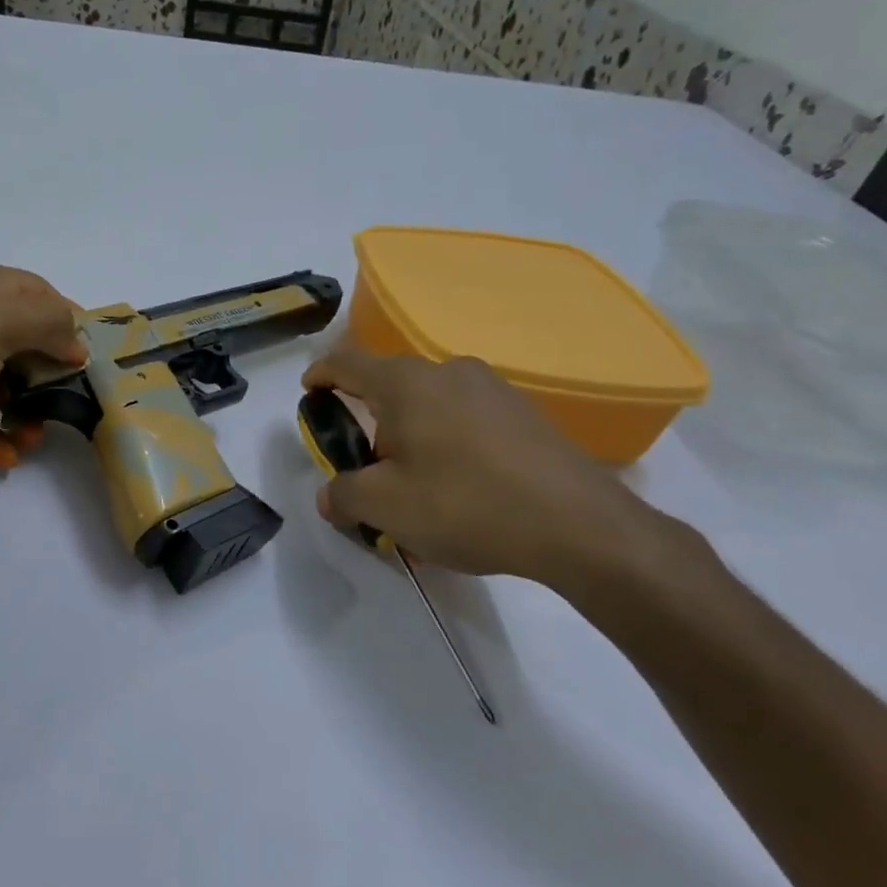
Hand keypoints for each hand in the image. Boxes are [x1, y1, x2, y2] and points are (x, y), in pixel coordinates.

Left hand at [0, 264, 84, 484]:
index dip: (69, 324)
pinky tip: (4, 459)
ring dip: (23, 412)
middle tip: (67, 407)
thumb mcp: (0, 323)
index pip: (41, 295)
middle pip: (24, 343)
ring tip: (33, 440)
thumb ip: (49, 322)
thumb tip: (74, 344)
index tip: (90, 362)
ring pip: (0, 383)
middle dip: (48, 376)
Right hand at [300, 345, 670, 596]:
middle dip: (369, 418)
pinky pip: (467, 418)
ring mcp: (493, 388)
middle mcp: (448, 371)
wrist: (577, 525)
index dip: (320, 374)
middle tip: (365, 464)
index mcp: (406, 383)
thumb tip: (330, 494)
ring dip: (411, 433)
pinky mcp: (525, 412)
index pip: (347, 362)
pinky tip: (460, 487)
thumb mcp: (385, 508)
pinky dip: (448, 441)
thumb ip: (344, 495)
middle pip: (391, 385)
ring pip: (431, 403)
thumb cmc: (465, 505)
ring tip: (415, 483)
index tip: (309, 390)